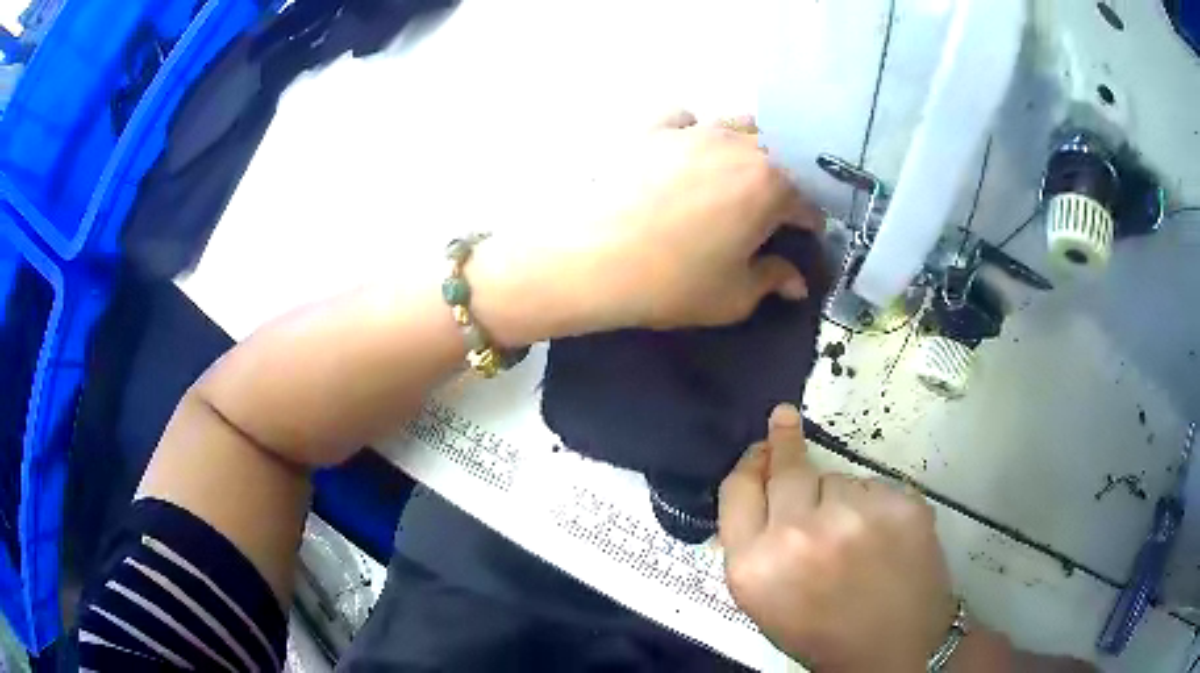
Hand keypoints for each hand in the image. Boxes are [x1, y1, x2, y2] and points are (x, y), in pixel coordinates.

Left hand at [467, 112, 823, 343]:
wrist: (591, 259)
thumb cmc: (672, 283)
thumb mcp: (734, 296)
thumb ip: (772, 281)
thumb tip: (796, 282)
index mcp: (771, 185)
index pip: (806, 202)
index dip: (809, 223)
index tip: (803, 237)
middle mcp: (739, 146)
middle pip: (777, 156)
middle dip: (782, 182)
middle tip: (768, 210)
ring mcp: (693, 130)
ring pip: (737, 125)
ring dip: (746, 147)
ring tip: (732, 174)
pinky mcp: (652, 128)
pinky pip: (684, 117)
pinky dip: (691, 130)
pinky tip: (682, 150)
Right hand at [718, 404, 955, 671]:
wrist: (893, 650)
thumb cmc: (822, 631)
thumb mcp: (766, 600)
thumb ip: (754, 545)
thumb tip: (759, 484)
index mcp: (755, 566)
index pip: (738, 489)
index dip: (749, 464)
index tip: (760, 443)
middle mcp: (798, 534)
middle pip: (787, 468)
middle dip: (785, 445)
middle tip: (785, 420)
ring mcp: (854, 515)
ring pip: (839, 480)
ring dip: (840, 498)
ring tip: (856, 539)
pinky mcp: (901, 505)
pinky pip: (876, 488)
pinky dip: (876, 507)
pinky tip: (884, 540)